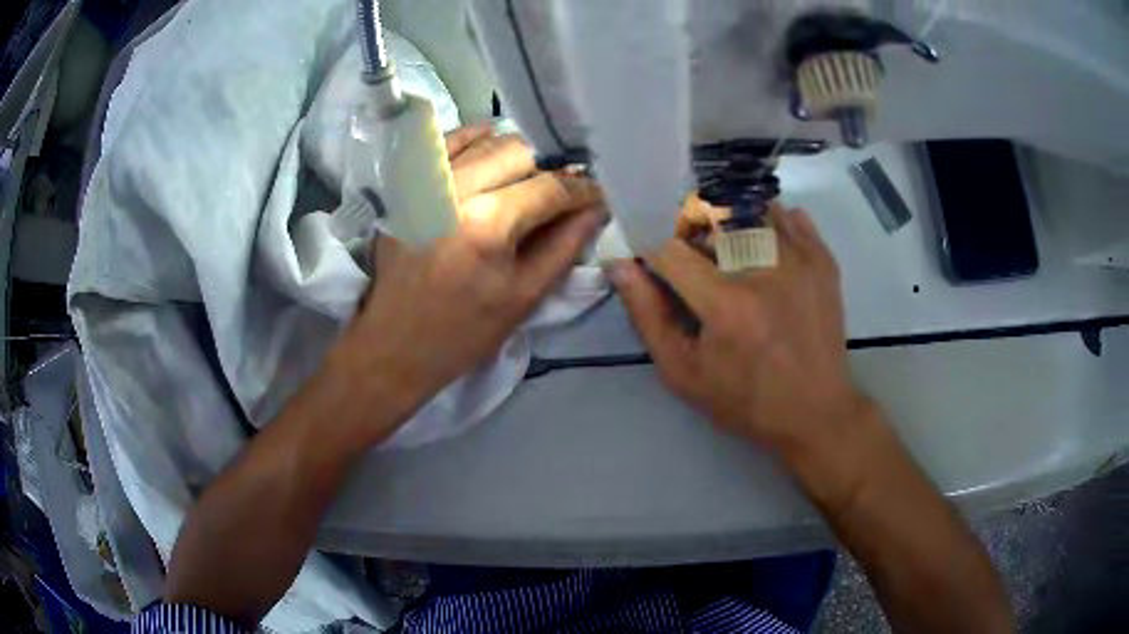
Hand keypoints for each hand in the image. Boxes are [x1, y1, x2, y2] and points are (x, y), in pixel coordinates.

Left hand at [333, 125, 603, 436]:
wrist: (393, 344)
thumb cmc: (462, 332)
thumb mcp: (523, 298)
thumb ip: (564, 247)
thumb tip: (596, 209)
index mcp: (488, 224)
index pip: (550, 188)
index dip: (583, 190)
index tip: (599, 194)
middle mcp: (455, 190)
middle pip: (520, 152)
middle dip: (550, 168)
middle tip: (563, 191)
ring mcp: (425, 182)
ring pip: (485, 142)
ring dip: (517, 155)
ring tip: (530, 177)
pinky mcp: (406, 185)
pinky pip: (446, 143)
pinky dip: (474, 139)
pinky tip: (491, 149)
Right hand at [609, 205, 870, 457]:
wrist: (816, 411)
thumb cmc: (745, 400)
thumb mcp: (683, 372)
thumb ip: (647, 316)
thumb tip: (619, 265)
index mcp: (726, 304)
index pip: (669, 248)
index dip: (652, 248)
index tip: (655, 262)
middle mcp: (765, 268)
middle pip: (710, 215)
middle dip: (691, 230)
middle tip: (695, 260)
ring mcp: (801, 258)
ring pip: (750, 207)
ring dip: (729, 222)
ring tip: (731, 256)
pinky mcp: (823, 258)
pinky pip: (788, 214)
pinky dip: (768, 223)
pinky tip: (766, 253)